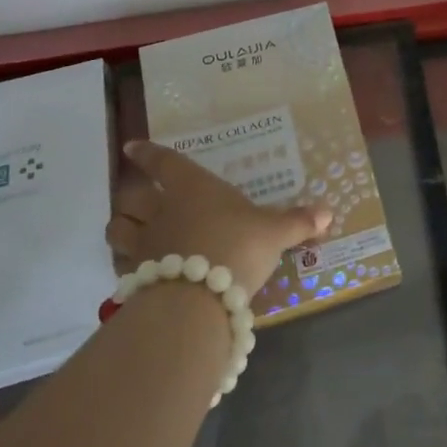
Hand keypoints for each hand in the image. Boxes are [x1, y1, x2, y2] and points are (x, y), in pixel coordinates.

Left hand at [109, 141, 331, 298]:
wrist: (199, 299)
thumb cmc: (237, 247)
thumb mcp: (275, 233)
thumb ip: (298, 222)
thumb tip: (329, 211)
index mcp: (192, 188)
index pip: (163, 162)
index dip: (147, 153)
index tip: (132, 147)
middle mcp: (162, 210)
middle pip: (131, 196)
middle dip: (131, 196)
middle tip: (137, 198)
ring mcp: (144, 245)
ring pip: (117, 230)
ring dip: (121, 228)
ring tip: (129, 231)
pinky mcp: (136, 278)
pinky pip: (121, 266)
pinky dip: (125, 264)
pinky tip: (136, 271)